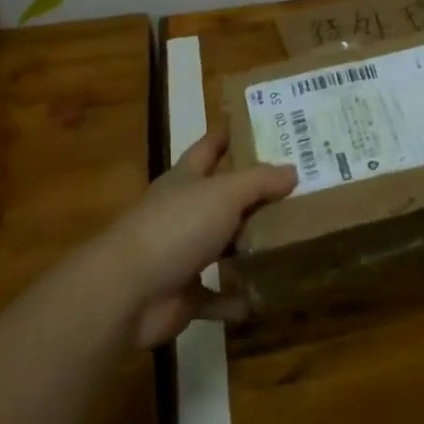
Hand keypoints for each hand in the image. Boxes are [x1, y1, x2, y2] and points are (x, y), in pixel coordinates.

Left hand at [101, 129, 296, 345]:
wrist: (127, 292)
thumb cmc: (176, 227)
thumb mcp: (224, 193)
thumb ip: (259, 182)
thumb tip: (292, 170)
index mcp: (186, 179)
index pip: (209, 147)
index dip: (230, 134)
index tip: (258, 124)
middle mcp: (182, 212)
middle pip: (221, 198)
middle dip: (252, 194)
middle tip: (296, 188)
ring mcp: (181, 255)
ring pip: (221, 246)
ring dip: (248, 248)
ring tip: (288, 241)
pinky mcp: (182, 294)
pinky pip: (216, 297)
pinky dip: (235, 300)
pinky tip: (263, 298)